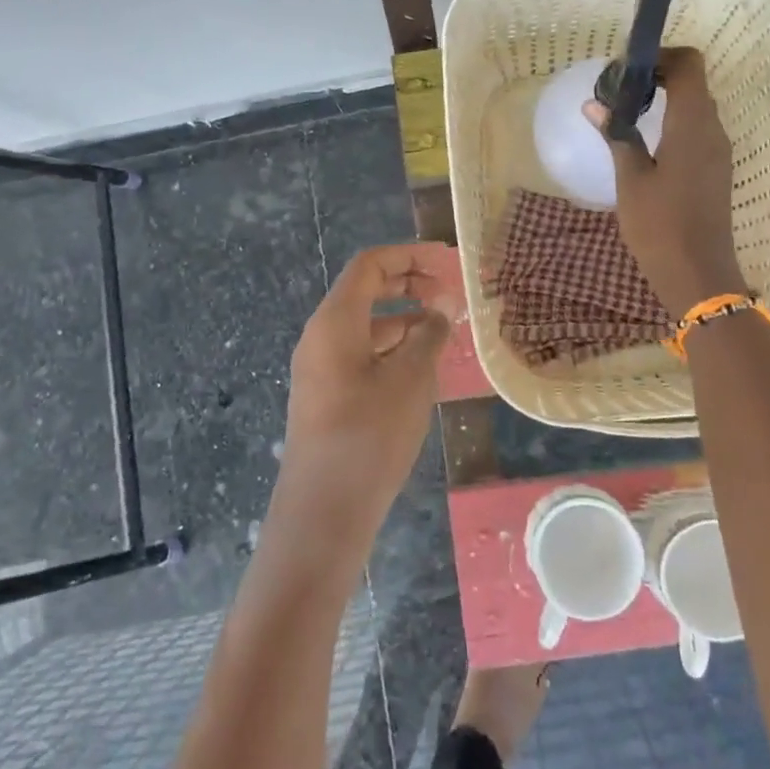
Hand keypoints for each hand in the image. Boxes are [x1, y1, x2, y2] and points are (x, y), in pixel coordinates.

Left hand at [273, 243, 464, 559]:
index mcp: (335, 320)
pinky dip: (392, 347)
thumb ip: (429, 335)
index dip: (409, 255)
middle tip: (449, 293)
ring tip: (444, 330)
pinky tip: (421, 365)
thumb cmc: (369, 436)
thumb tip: (441, 307)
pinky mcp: (326, 395)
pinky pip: (360, 353)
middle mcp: (321, 335)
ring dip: (403, 318)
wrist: (323, 513)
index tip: (447, 261)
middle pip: (365, 290)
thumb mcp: (410, 380)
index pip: (370, 265)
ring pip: (365, 324)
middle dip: (408, 283)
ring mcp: (320, 366)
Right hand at [584, 47, 744, 315]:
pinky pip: (697, 129)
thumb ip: (617, 135)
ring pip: (695, 106)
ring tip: (625, 114)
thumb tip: (595, 104)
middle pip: (693, 82)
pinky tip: (644, 142)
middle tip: (618, 90)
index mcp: (693, 125)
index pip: (688, 65)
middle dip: (657, 76)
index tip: (626, 69)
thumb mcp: (630, 179)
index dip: (659, 56)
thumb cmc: (660, 226)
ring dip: (665, 99)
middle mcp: (713, 130)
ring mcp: (719, 150)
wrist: (698, 275)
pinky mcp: (716, 168)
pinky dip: (673, 122)